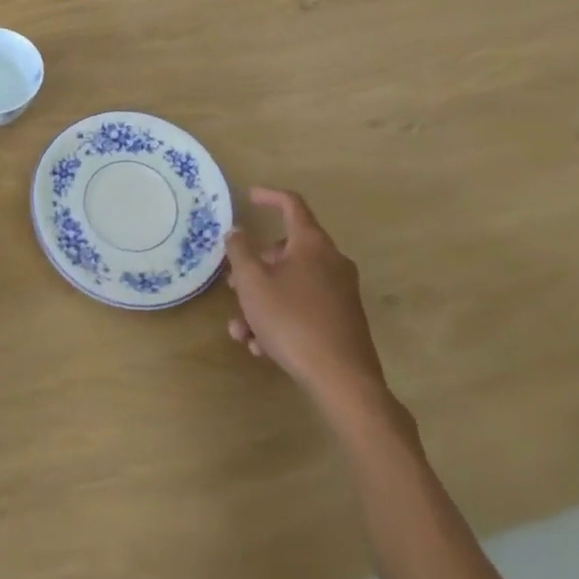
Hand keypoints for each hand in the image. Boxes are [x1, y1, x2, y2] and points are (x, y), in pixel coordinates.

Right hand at [225, 188, 386, 403]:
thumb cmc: (292, 321)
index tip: (249, 197)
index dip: (269, 196)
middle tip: (234, 283)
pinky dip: (282, 319)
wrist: (343, 382)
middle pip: (288, 250)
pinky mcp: (344, 321)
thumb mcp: (253, 283)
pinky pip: (306, 308)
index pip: (291, 205)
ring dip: (263, 301)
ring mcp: (341, 293)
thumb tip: (237, 231)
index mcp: (312, 243)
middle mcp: (331, 261)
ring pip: (292, 285)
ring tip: (241, 330)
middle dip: (256, 266)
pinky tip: (261, 348)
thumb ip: (240, 251)